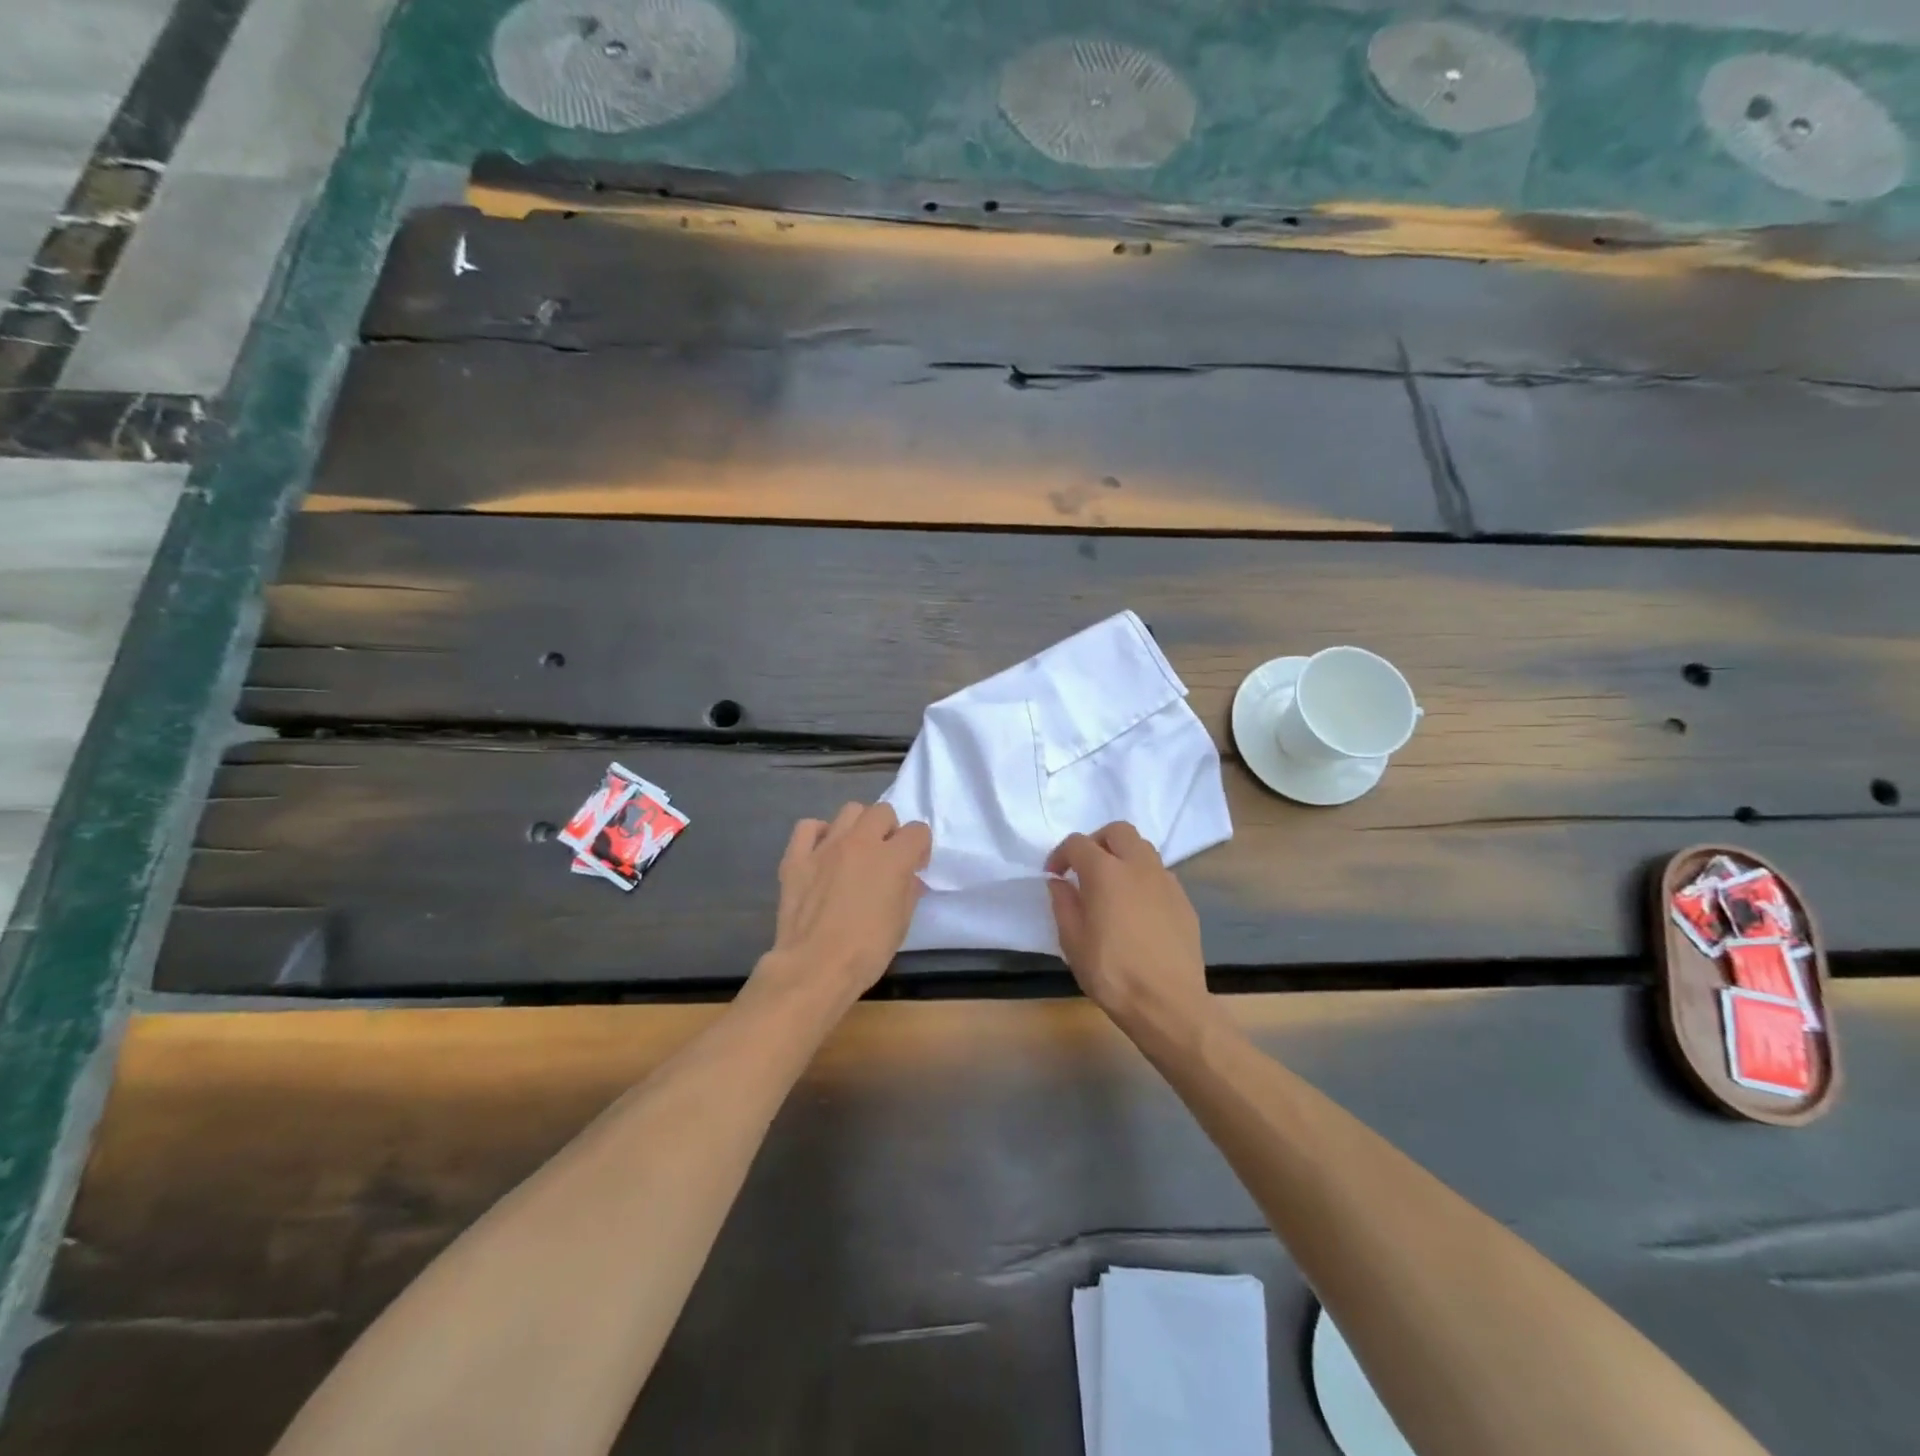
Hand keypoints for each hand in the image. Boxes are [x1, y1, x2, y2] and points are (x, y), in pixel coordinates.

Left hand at [754, 802, 930, 1005]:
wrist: (814, 967)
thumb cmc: (866, 951)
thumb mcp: (902, 923)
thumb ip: (908, 891)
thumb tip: (909, 878)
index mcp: (892, 858)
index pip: (918, 831)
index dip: (919, 848)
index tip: (914, 867)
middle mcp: (860, 842)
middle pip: (882, 812)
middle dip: (889, 830)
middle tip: (885, 857)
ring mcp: (825, 847)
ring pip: (849, 811)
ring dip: (859, 827)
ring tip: (855, 852)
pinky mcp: (796, 857)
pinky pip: (808, 827)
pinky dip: (819, 834)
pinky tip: (822, 853)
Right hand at [1046, 822, 1211, 1032]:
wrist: (1168, 1003)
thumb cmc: (1111, 973)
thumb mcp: (1072, 941)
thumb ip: (1063, 904)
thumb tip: (1060, 882)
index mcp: (1105, 872)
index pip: (1078, 843)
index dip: (1060, 855)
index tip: (1054, 875)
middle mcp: (1138, 866)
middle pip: (1118, 831)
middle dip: (1097, 842)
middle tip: (1085, 868)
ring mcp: (1166, 881)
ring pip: (1143, 849)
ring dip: (1123, 856)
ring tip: (1111, 886)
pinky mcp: (1184, 900)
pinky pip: (1159, 875)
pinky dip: (1142, 879)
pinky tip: (1136, 910)